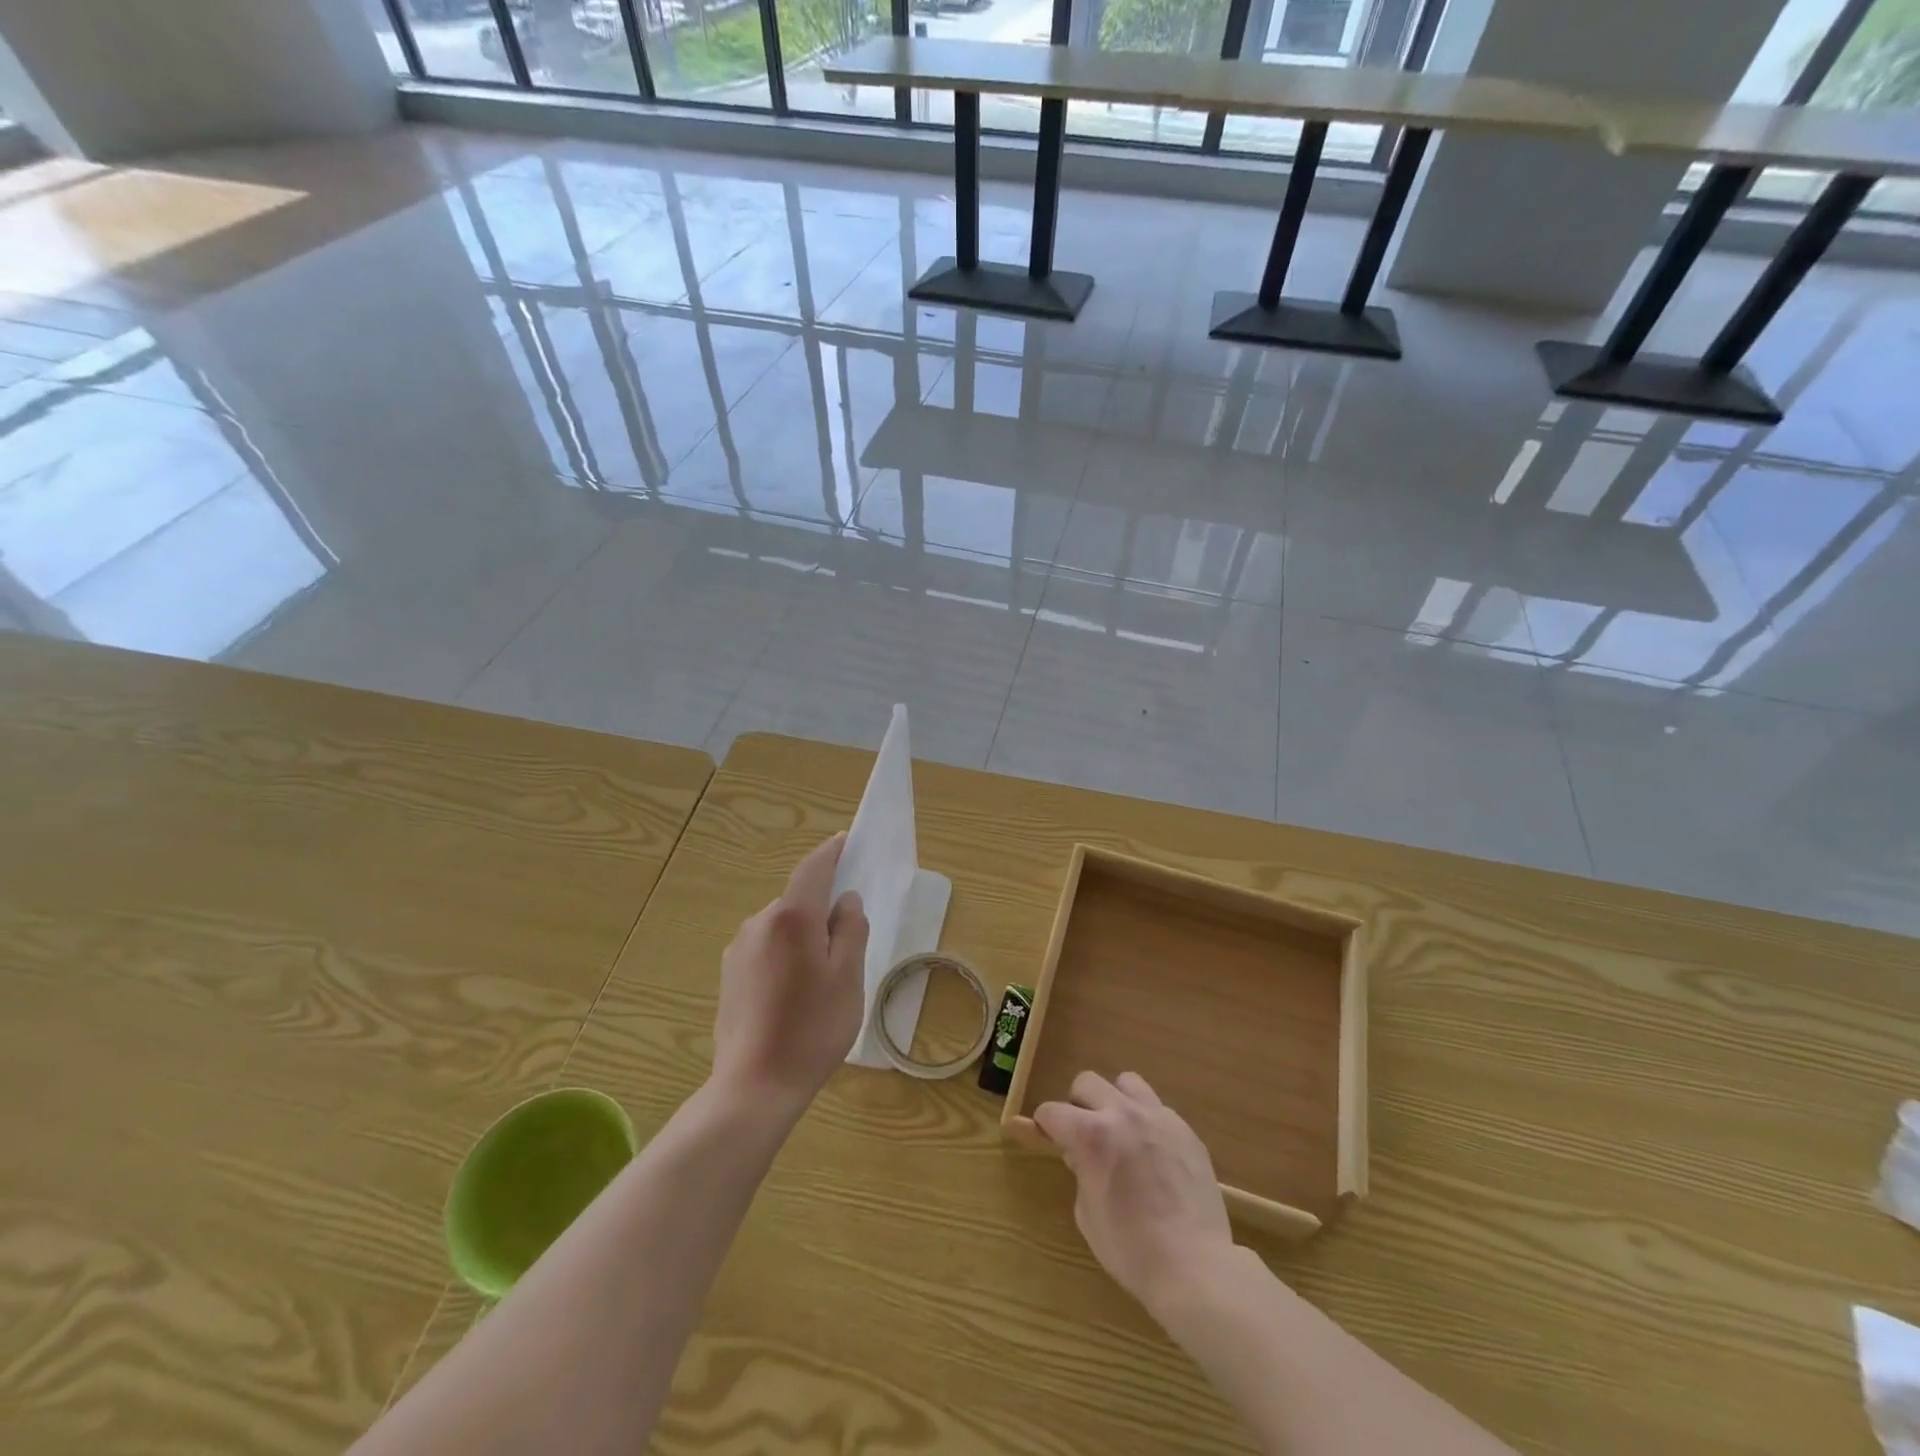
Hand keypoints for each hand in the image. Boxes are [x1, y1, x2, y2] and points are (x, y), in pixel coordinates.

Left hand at [711, 832, 869, 1113]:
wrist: (754, 1086)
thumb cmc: (812, 1028)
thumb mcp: (848, 976)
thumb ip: (851, 929)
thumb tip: (846, 900)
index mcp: (791, 917)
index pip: (814, 868)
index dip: (833, 851)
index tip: (849, 841)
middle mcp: (759, 922)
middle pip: (798, 899)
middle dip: (823, 905)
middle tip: (850, 936)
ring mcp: (738, 949)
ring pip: (782, 925)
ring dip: (805, 934)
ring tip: (824, 975)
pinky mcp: (728, 975)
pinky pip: (766, 947)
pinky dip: (787, 953)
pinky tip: (796, 991)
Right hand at [1034, 1071, 1234, 1314]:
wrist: (1195, 1267)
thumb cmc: (1132, 1250)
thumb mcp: (1087, 1215)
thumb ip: (1080, 1172)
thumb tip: (1082, 1155)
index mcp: (1091, 1135)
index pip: (1052, 1111)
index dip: (1045, 1125)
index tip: (1048, 1138)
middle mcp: (1122, 1113)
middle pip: (1087, 1081)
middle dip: (1078, 1104)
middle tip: (1084, 1134)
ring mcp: (1157, 1117)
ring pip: (1126, 1082)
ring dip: (1116, 1101)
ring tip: (1122, 1132)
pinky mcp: (1185, 1129)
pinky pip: (1158, 1109)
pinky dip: (1147, 1123)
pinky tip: (1154, 1154)